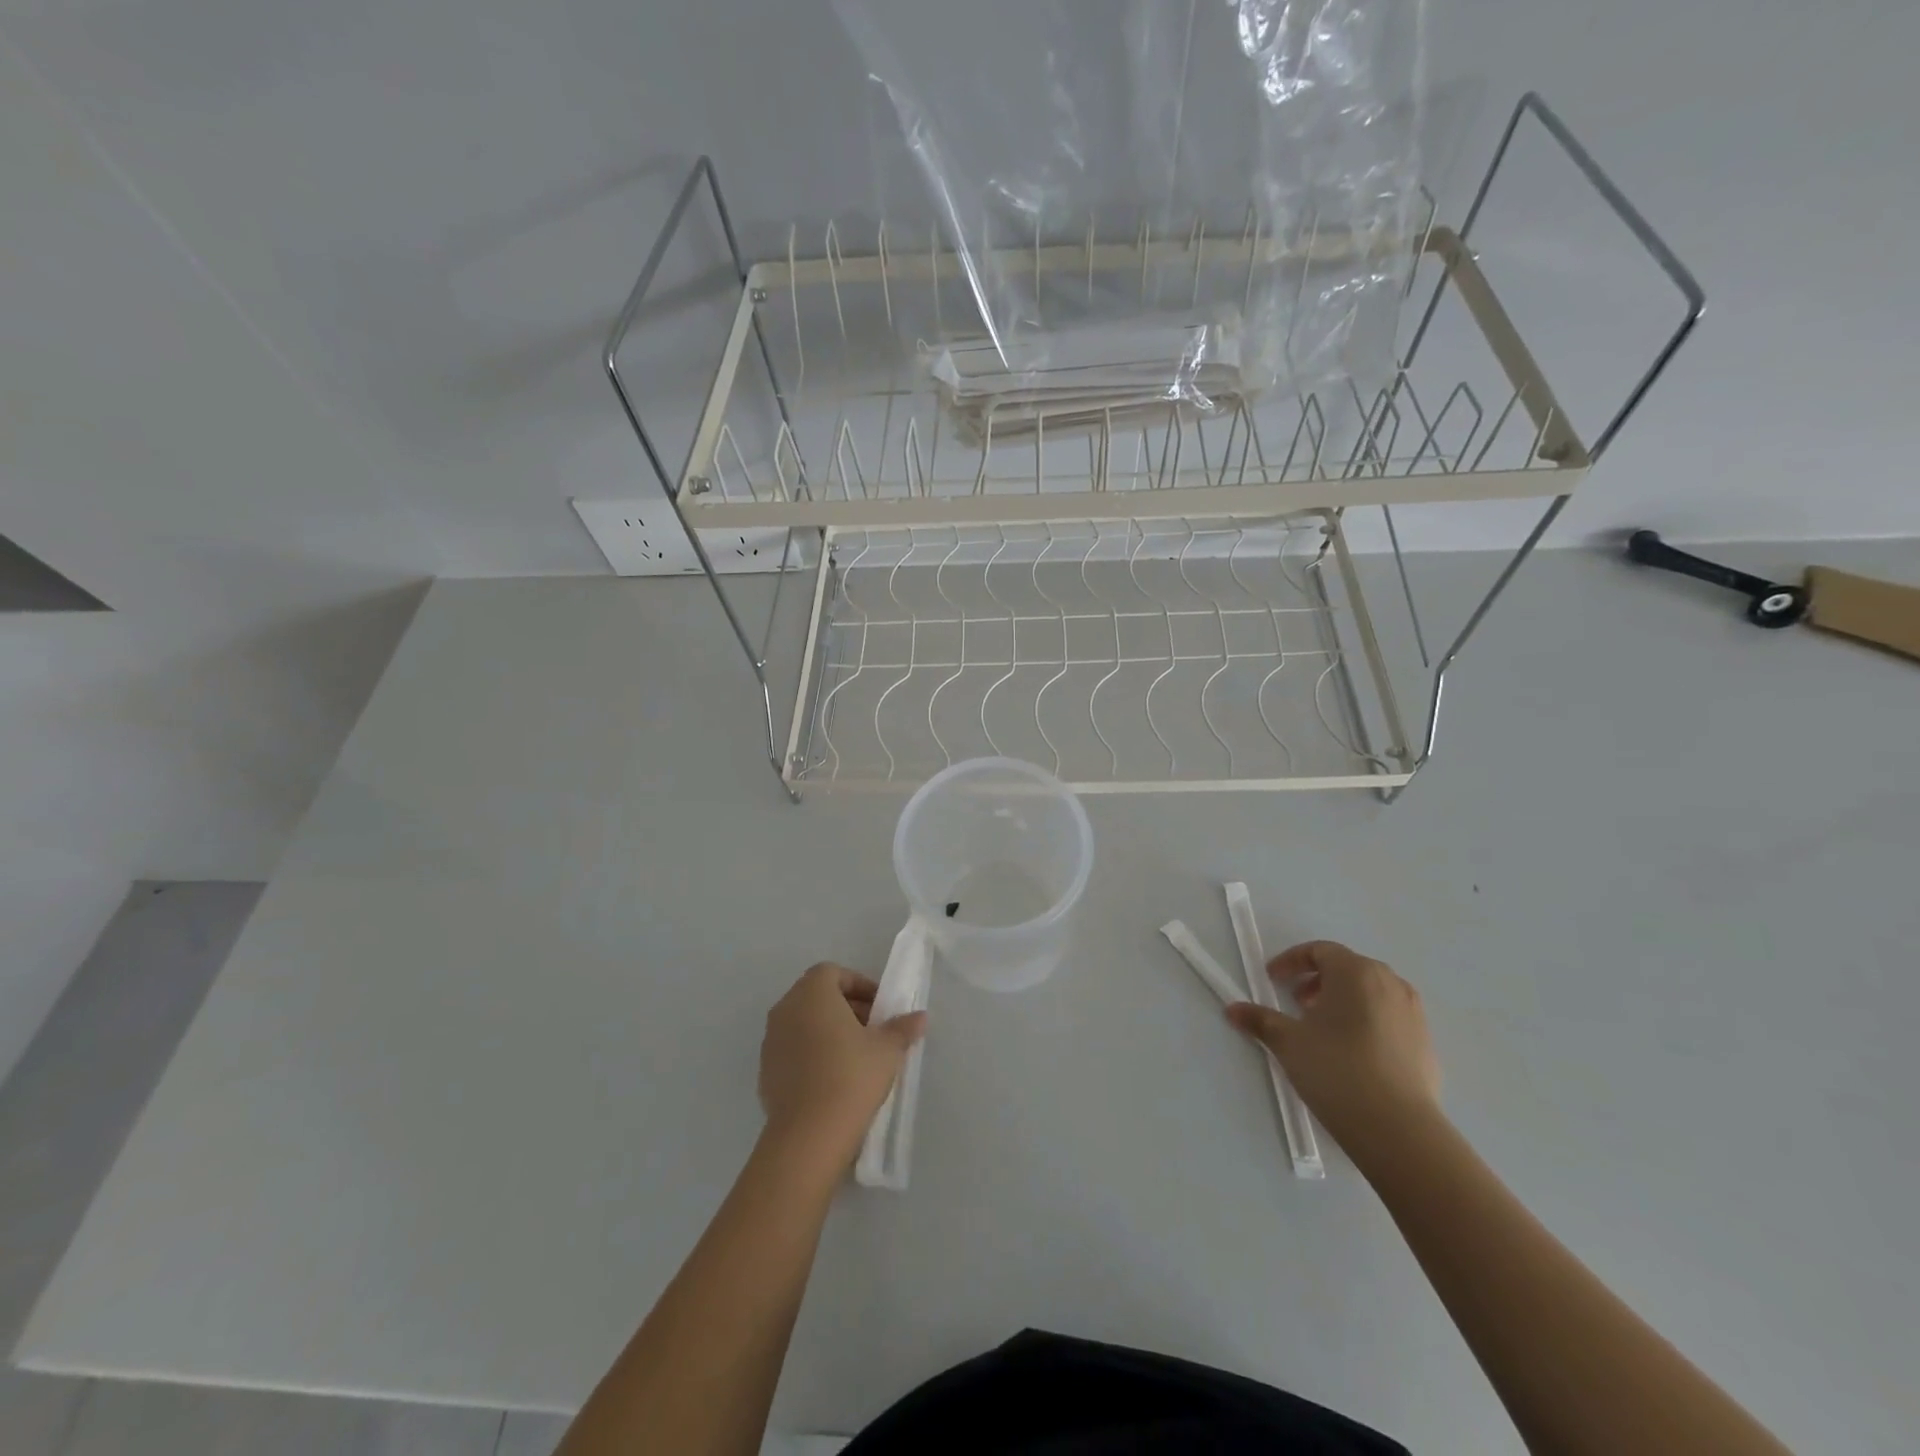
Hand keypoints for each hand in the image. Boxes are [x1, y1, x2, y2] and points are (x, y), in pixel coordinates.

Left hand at [758, 963, 926, 1170]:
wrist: (808, 1135)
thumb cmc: (851, 1076)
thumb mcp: (887, 1049)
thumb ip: (902, 1027)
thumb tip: (920, 1017)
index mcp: (812, 993)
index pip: (834, 973)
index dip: (860, 985)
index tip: (880, 1008)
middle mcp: (786, 1009)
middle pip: (817, 996)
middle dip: (846, 1007)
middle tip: (872, 1030)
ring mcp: (771, 1041)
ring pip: (803, 1023)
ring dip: (828, 1031)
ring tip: (855, 1056)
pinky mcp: (765, 1072)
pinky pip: (793, 1050)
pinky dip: (812, 1054)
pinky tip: (833, 1079)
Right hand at [1226, 940, 1440, 1161]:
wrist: (1399, 1129)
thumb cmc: (1336, 1069)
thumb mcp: (1288, 1042)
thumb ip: (1260, 1020)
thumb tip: (1232, 1009)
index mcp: (1356, 972)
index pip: (1320, 951)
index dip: (1292, 962)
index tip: (1273, 980)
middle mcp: (1390, 983)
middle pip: (1348, 969)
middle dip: (1318, 981)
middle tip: (1298, 1003)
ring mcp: (1414, 1014)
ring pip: (1371, 993)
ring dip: (1344, 1001)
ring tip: (1324, 1029)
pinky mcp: (1426, 1044)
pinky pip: (1389, 1019)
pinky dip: (1367, 1023)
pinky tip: (1352, 1054)